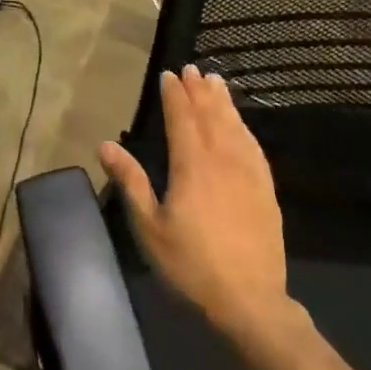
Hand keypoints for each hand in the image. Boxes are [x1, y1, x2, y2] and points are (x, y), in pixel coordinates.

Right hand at [100, 66, 295, 340]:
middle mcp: (223, 160)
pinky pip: (254, 147)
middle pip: (211, 116)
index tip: (168, 75)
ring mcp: (249, 174)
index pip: (182, 119)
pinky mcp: (266, 189)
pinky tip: (241, 124)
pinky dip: (244, 127)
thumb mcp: (150, 227)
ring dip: (223, 102)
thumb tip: (104, 145)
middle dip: (200, 91)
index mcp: (192, 166)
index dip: (175, 95)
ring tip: (216, 82)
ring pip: (235, 127)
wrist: (250, 300)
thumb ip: (130, 181)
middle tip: (192, 69)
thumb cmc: (191, 265)